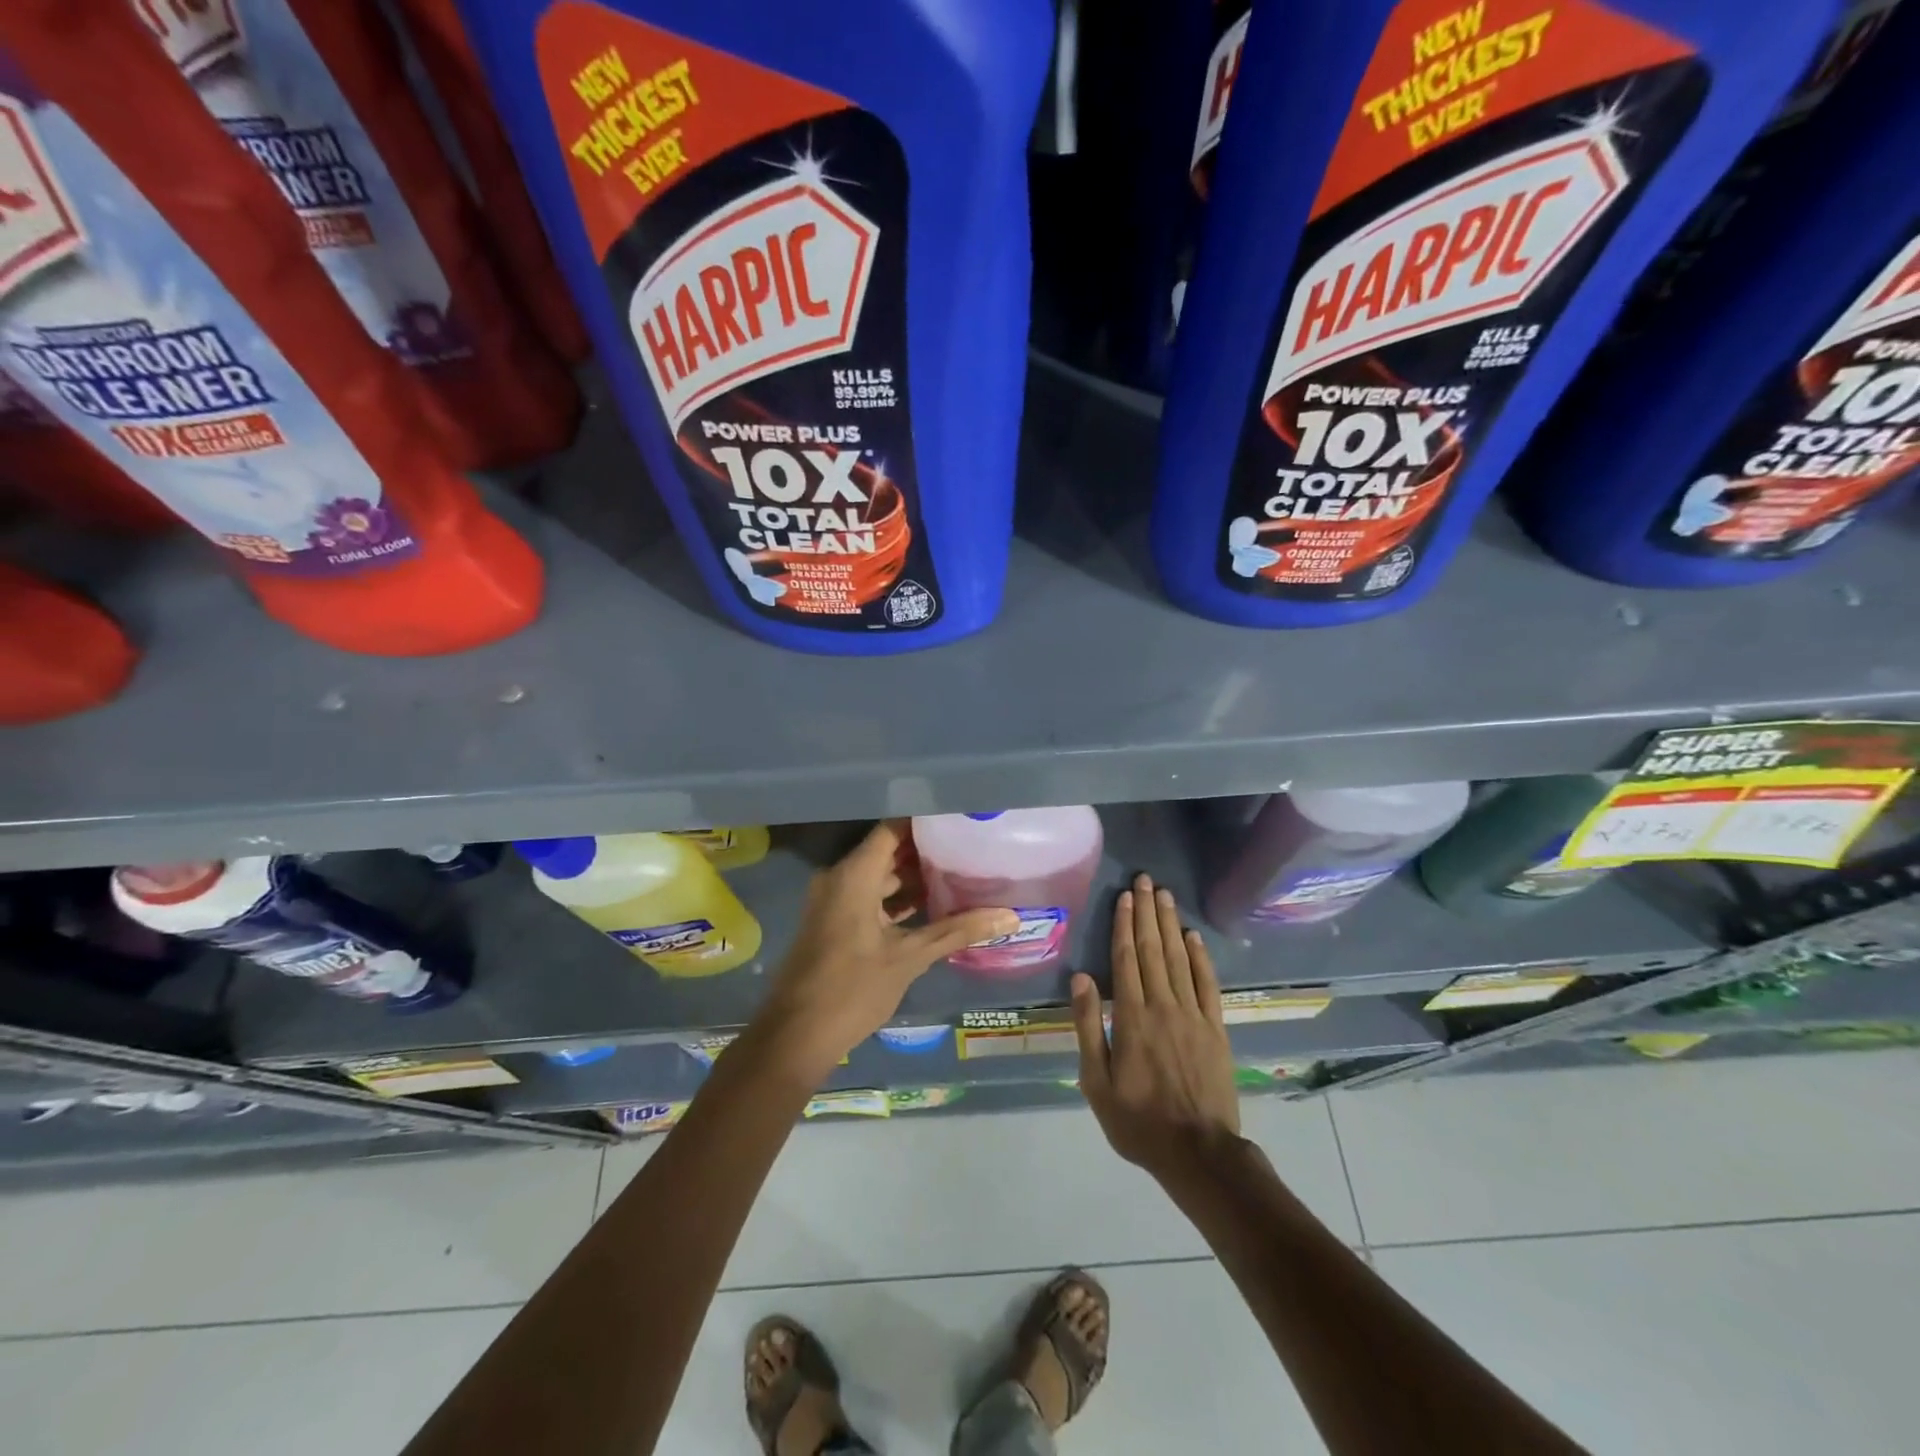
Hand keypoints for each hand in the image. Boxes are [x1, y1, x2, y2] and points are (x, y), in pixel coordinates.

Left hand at [750, 821, 1017, 1082]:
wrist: (795, 1037)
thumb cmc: (851, 990)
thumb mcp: (909, 958)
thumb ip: (957, 931)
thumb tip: (1010, 916)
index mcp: (854, 875)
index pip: (893, 829)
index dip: (925, 820)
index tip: (960, 817)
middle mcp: (840, 878)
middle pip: (888, 850)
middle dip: (927, 850)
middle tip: (969, 846)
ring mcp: (834, 900)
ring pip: (879, 875)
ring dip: (914, 877)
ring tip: (960, 874)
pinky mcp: (834, 921)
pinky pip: (870, 896)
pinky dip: (897, 899)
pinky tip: (933, 906)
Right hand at [1071, 873, 1241, 1182]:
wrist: (1199, 1153)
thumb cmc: (1138, 1121)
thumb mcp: (1097, 1082)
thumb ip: (1089, 1027)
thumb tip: (1081, 978)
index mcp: (1131, 1017)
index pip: (1126, 959)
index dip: (1124, 925)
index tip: (1124, 896)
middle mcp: (1163, 1006)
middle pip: (1153, 950)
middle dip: (1146, 912)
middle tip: (1145, 880)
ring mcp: (1193, 1016)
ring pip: (1179, 959)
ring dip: (1170, 924)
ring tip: (1164, 895)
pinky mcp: (1216, 1029)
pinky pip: (1207, 985)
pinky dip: (1201, 958)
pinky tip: (1193, 936)